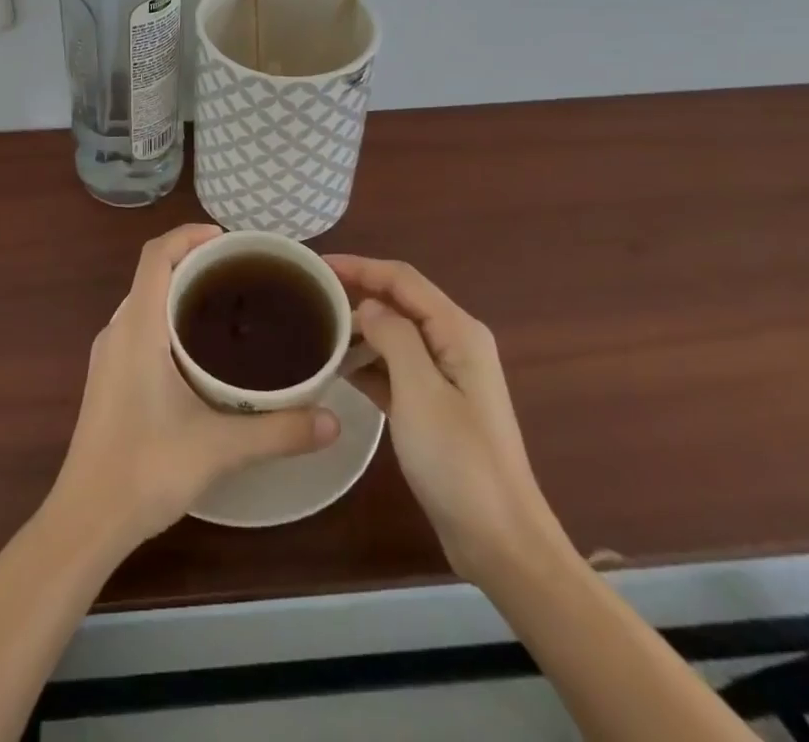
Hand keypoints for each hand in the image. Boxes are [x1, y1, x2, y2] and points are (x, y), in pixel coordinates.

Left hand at [49, 224, 340, 548]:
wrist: (86, 520)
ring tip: (226, 307)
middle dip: (193, 263)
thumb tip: (334, 421)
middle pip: (152, 274)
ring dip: (179, 293)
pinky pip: (139, 328)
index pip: (155, 255)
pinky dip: (167, 320)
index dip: (188, 235)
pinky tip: (198, 353)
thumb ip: (279, 431)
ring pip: (144, 303)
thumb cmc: (145, 469)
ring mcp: (107, 356)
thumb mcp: (219, 448)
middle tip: (241, 274)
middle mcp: (117, 331)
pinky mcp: (108, 379)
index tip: (228, 240)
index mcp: (137, 327)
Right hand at [327, 254, 568, 587]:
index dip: (359, 266)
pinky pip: (394, 368)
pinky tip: (336, 369)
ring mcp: (445, 377)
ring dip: (359, 330)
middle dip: (356, 294)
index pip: (402, 279)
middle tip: (308, 296)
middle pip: (399, 302)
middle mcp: (454, 344)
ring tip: (314, 331)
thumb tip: (368, 306)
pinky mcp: (433, 406)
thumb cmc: (459, 462)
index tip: (315, 265)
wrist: (500, 543)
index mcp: (457, 332)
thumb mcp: (420, 392)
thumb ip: (394, 337)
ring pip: (394, 335)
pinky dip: (367, 363)